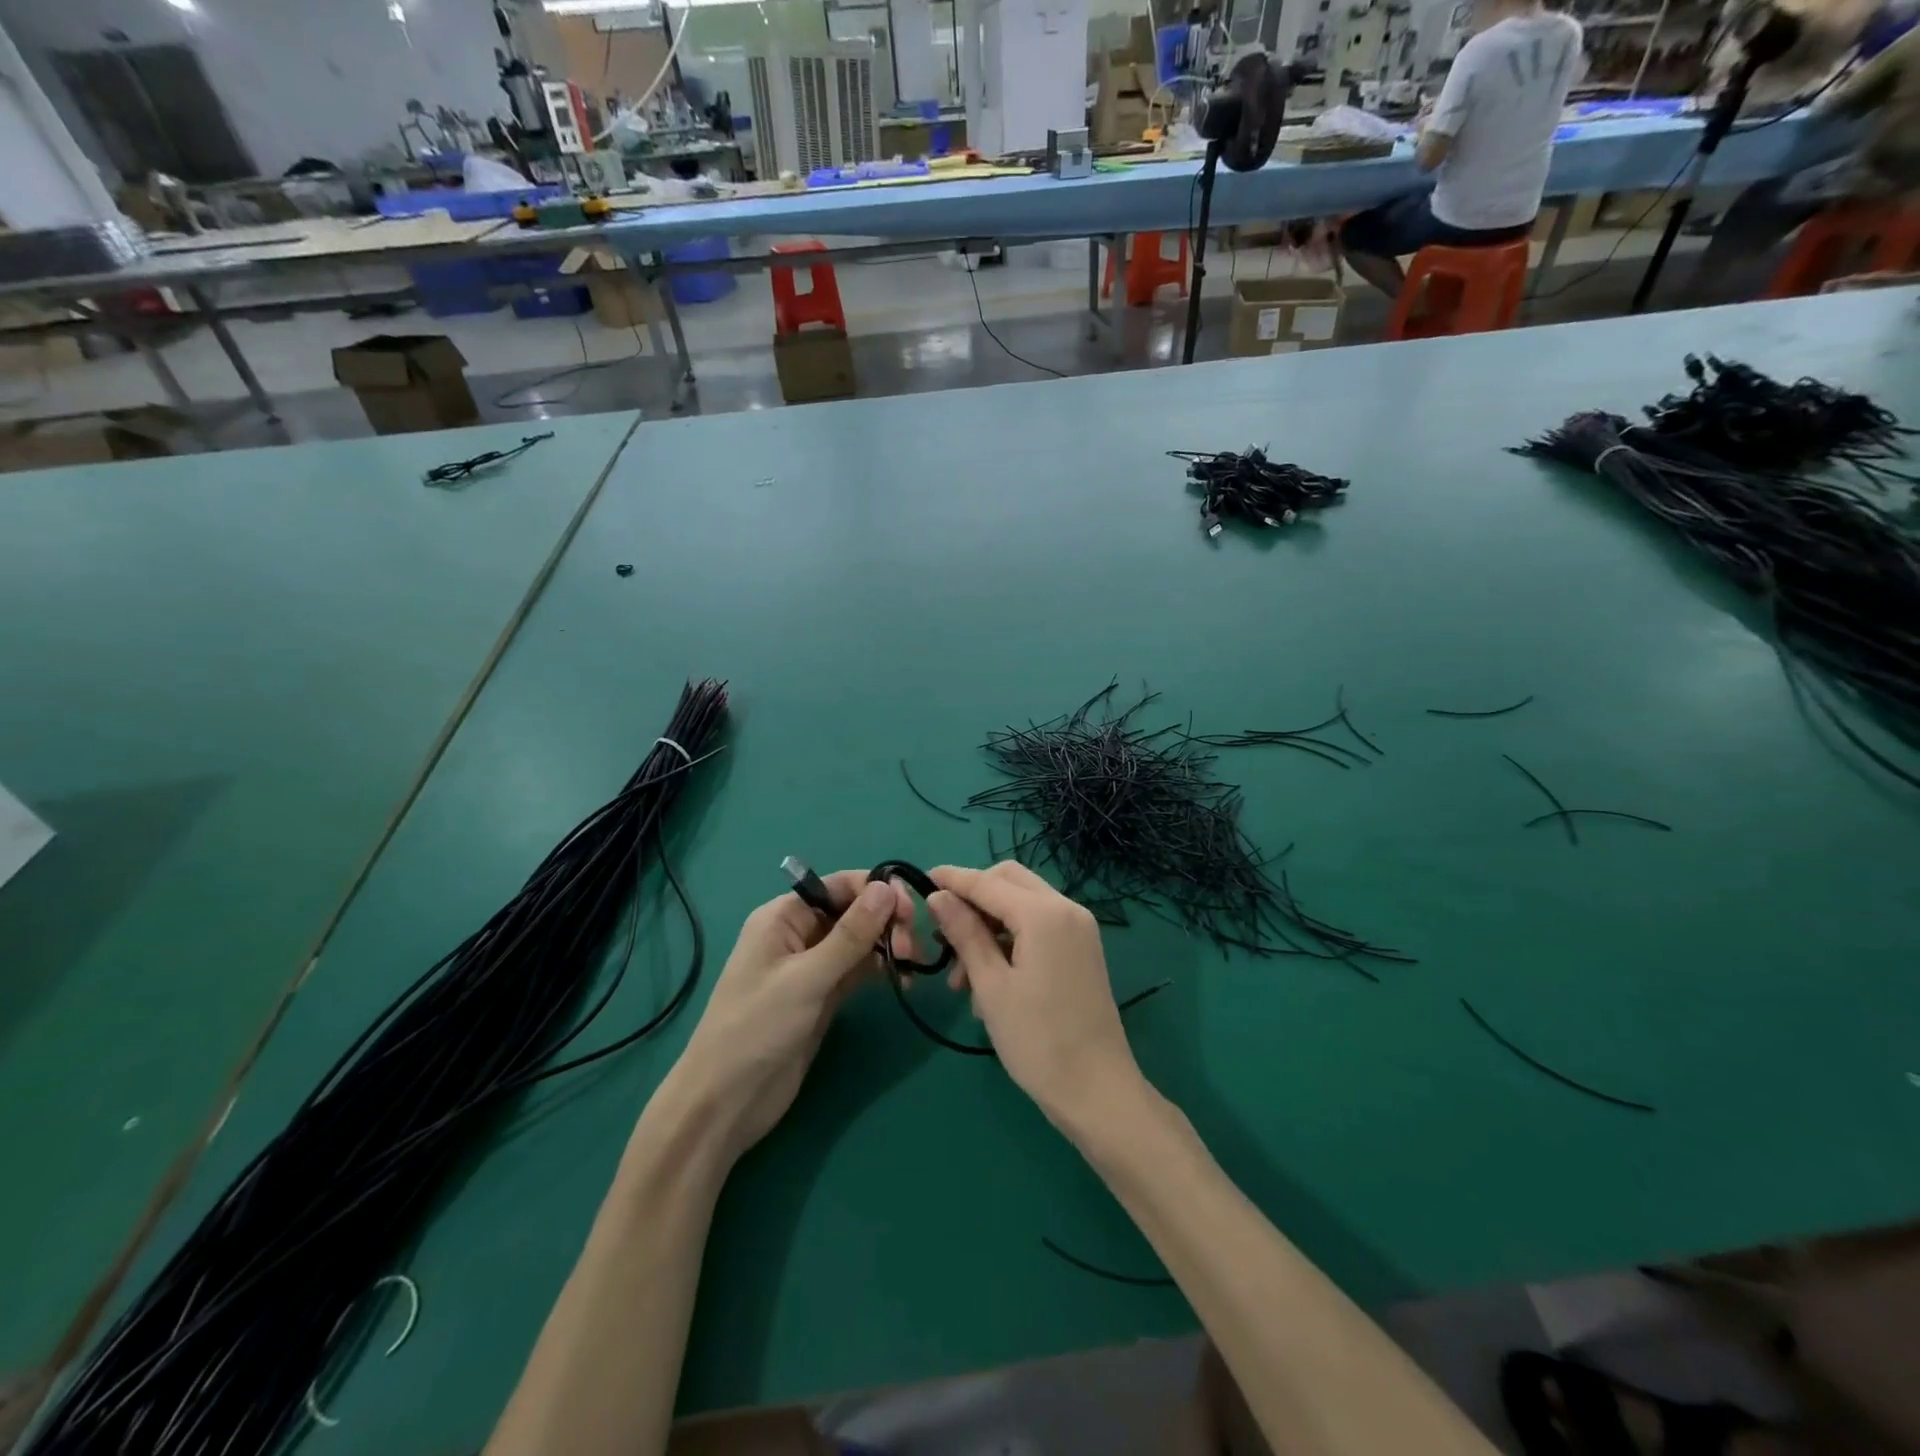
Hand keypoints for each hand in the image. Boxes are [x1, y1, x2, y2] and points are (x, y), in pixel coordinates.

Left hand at [659, 871, 913, 1166]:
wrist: (727, 1102)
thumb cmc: (757, 1028)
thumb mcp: (807, 978)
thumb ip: (850, 934)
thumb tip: (886, 887)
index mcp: (783, 917)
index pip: (838, 886)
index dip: (876, 890)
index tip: (909, 910)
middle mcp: (798, 934)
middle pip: (853, 911)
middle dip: (885, 921)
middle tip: (911, 948)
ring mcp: (812, 967)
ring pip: (859, 941)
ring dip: (887, 945)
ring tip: (912, 964)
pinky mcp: (823, 996)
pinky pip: (858, 969)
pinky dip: (880, 969)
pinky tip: (903, 979)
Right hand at [925, 862, 1146, 1136]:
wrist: (1097, 1090)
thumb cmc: (1037, 1040)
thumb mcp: (991, 986)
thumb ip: (964, 934)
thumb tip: (938, 896)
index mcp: (1043, 913)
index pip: (987, 882)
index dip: (952, 879)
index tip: (919, 879)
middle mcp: (1066, 908)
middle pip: (1010, 881)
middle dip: (973, 898)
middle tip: (942, 930)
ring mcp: (1078, 928)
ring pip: (1022, 904)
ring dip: (988, 925)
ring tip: (959, 978)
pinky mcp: (1081, 948)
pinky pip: (1038, 926)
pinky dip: (1010, 939)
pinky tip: (987, 980)